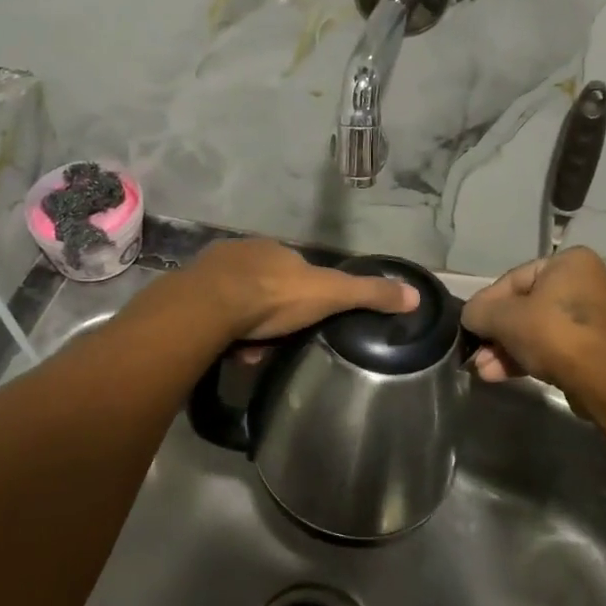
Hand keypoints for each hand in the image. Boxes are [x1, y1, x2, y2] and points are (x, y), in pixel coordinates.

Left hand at [183, 238, 418, 343]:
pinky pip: (214, 314)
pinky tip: (228, 351)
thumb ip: (368, 294)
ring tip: (251, 354)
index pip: (296, 272)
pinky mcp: (191, 291)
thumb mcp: (330, 294)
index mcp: (277, 251)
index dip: (303, 298)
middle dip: (273, 316)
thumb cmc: (274, 296)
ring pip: (238, 303)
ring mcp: (214, 270)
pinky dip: (224, 331)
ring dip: (248, 328)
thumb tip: (415, 295)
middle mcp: (245, 253)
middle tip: (276, 345)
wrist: (210, 305)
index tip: (306, 323)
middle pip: (265, 288)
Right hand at [461, 247, 605, 385]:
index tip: (471, 326)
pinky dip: (529, 356)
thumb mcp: (503, 317)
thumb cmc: (553, 333)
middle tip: (476, 354)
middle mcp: (589, 282)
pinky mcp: (599, 347)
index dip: (487, 304)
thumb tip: (471, 316)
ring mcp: (596, 317)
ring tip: (484, 371)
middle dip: (497, 333)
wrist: (603, 382)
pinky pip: (556, 345)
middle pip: (526, 306)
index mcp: (571, 262)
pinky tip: (501, 375)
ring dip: (508, 349)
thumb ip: (479, 311)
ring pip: (539, 329)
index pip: (514, 279)